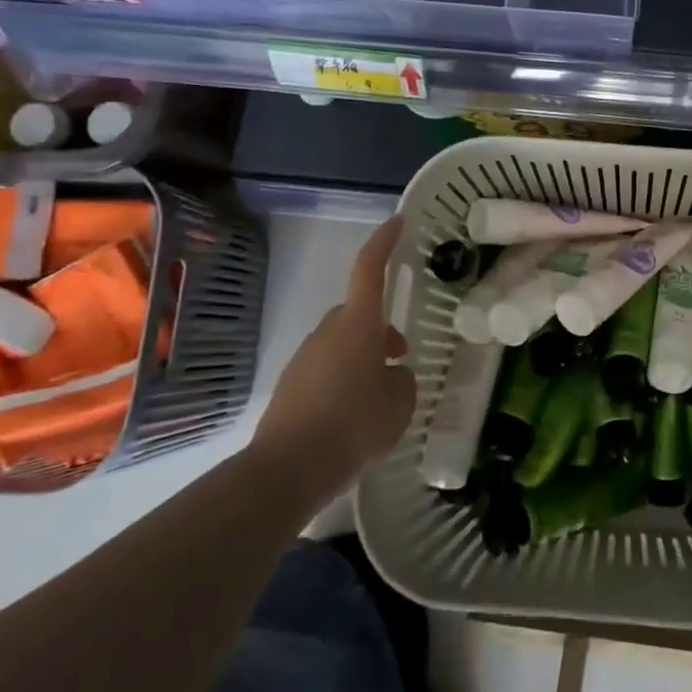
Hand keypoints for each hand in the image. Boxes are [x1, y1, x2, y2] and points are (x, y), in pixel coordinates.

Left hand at [252, 215, 414, 480]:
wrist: (287, 470)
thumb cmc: (354, 426)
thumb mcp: (400, 404)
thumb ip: (403, 382)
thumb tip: (393, 377)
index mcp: (358, 325)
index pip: (370, 269)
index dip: (385, 242)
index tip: (398, 222)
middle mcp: (328, 333)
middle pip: (358, 313)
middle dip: (380, 327)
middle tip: (401, 356)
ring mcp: (305, 358)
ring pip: (342, 343)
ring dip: (363, 357)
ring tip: (381, 397)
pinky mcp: (290, 386)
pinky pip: (325, 369)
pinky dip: (343, 380)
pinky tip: (354, 415)